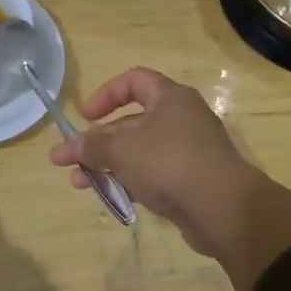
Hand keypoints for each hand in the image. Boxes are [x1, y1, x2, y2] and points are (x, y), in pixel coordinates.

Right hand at [48, 67, 255, 254]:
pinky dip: (129, 181)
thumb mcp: (122, 150)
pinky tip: (109, 196)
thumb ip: (92, 147)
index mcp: (171, 98)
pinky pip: (152, 175)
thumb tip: (66, 148)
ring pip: (139, 152)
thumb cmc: (170, 163)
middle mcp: (181, 120)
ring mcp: (187, 152)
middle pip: (131, 123)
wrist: (223, 208)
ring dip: (107, 165)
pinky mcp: (189, 182)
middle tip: (68, 161)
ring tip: (79, 184)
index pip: (134, 81)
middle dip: (97, 142)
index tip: (85, 117)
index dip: (106, 95)